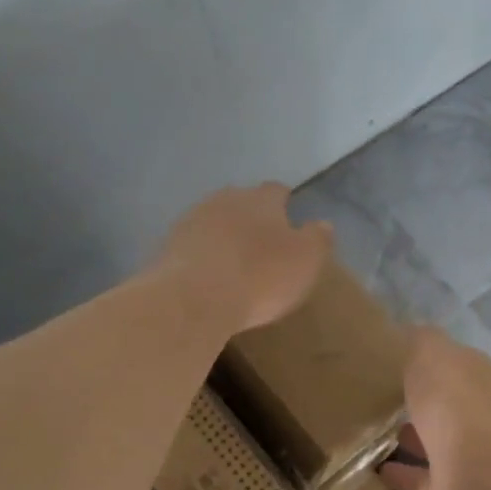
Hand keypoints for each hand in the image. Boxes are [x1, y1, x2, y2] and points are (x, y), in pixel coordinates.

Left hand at [154, 184, 332, 334]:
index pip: (276, 190)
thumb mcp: (306, 261)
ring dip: (224, 235)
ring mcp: (192, 221)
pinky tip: (209, 275)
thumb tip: (322, 224)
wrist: (193, 299)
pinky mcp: (168, 246)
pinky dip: (203, 255)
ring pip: (214, 221)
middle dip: (252, 216)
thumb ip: (318, 239)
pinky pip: (193, 245)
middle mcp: (225, 200)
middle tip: (262, 241)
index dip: (284, 202)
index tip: (289, 216)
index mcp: (261, 199)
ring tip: (234, 260)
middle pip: (241, 201)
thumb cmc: (260, 277)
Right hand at [379, 327, 490, 489]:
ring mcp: (466, 454)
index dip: (427, 360)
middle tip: (378, 396)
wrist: (478, 469)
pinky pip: (420, 478)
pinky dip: (401, 473)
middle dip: (419, 401)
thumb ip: (421, 340)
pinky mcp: (451, 489)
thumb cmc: (453, 401)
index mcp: (476, 377)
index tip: (395, 361)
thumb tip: (411, 331)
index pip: (451, 363)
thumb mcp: (431, 353)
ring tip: (370, 432)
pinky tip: (374, 469)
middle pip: (443, 403)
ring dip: (409, 438)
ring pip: (433, 441)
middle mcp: (476, 413)